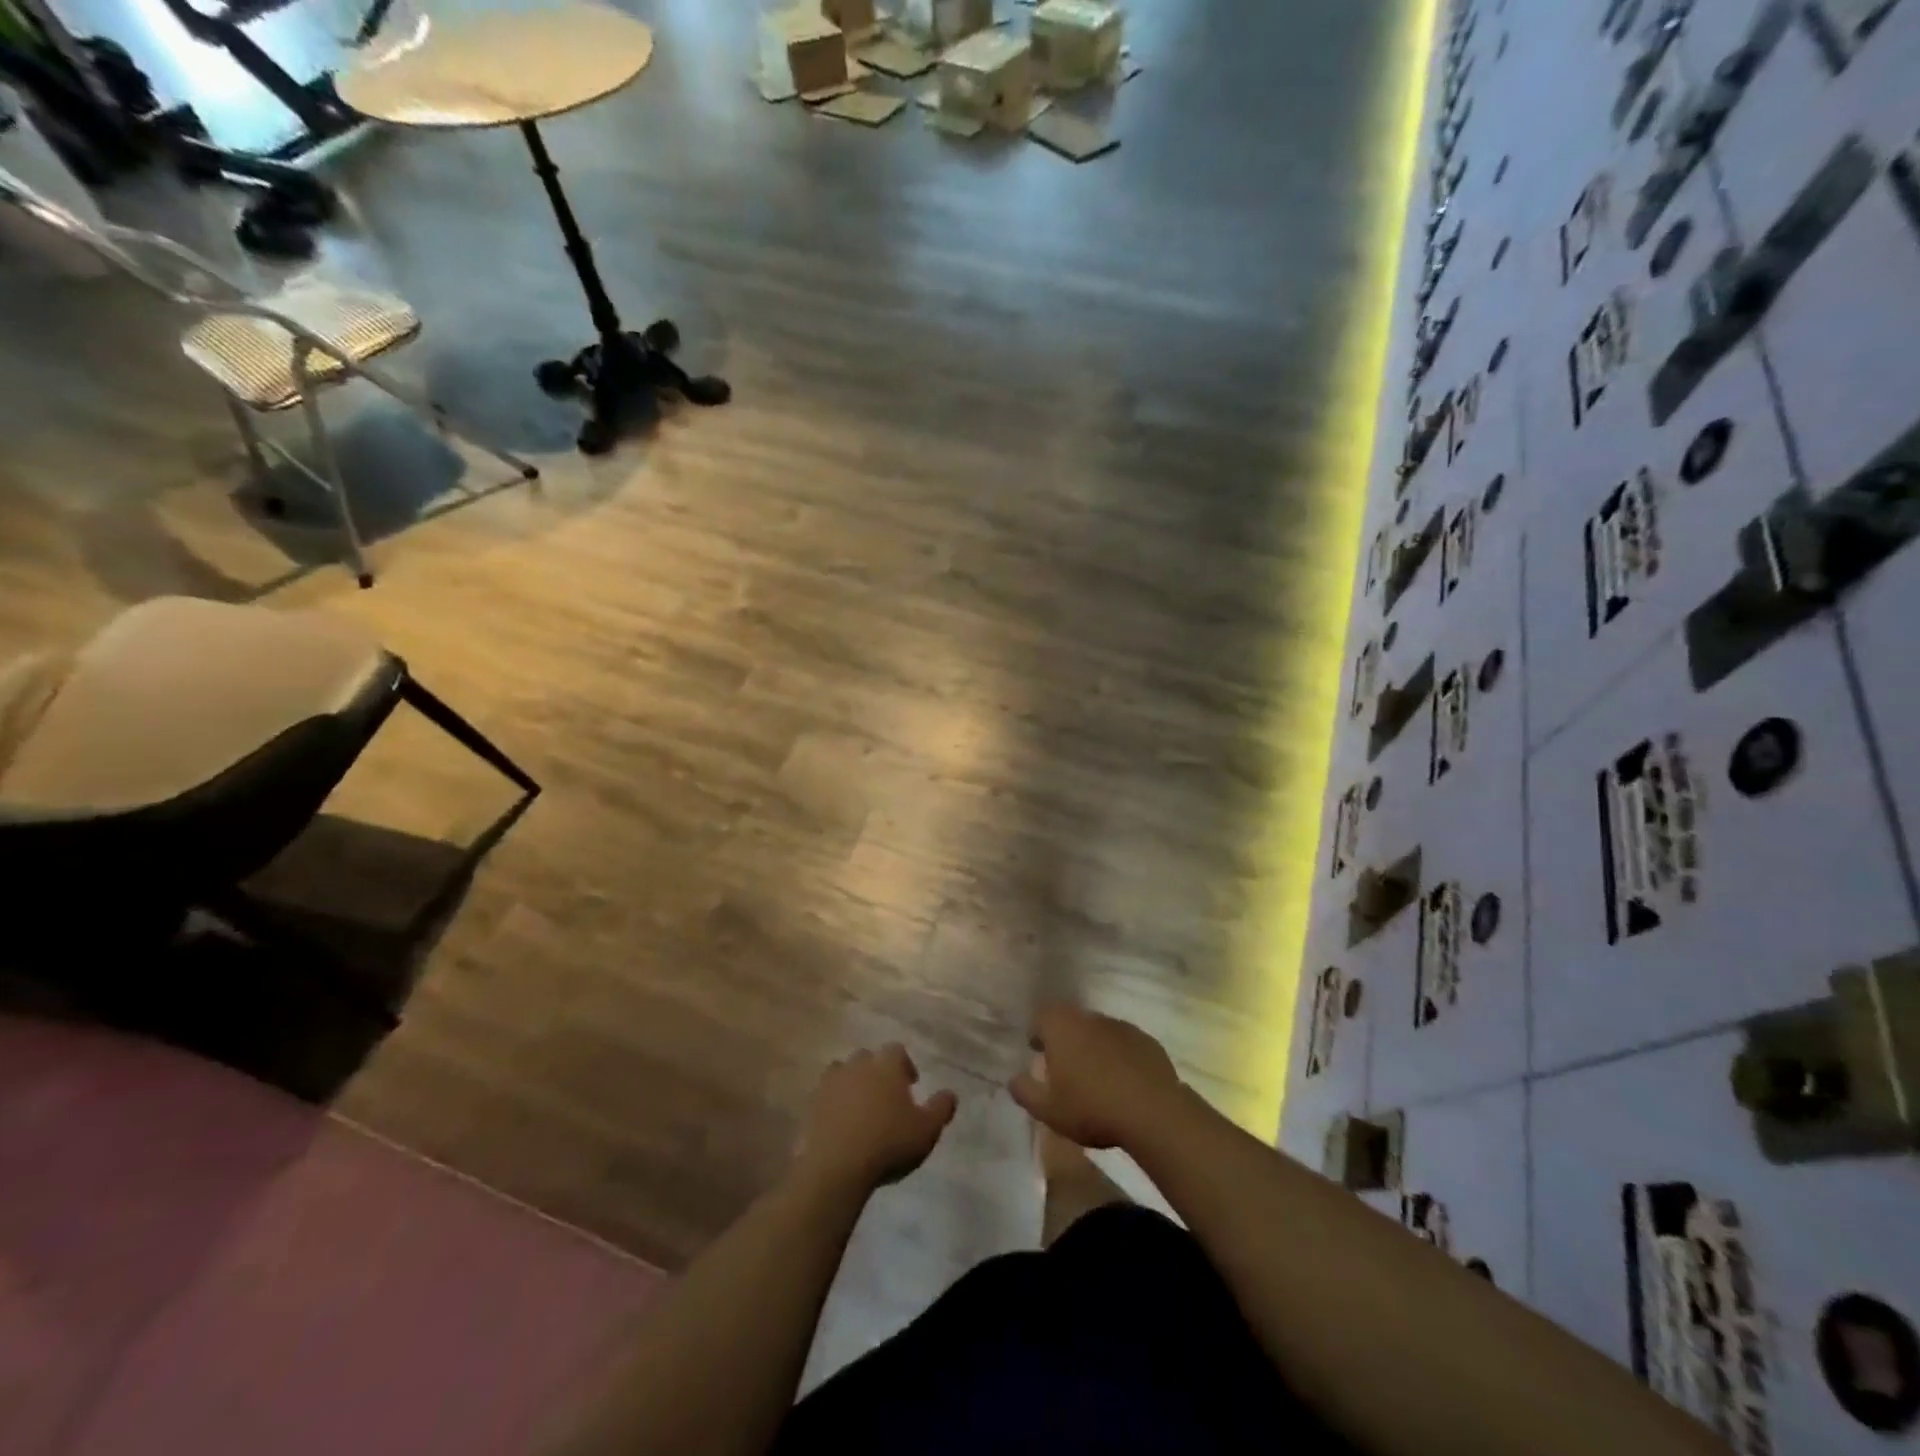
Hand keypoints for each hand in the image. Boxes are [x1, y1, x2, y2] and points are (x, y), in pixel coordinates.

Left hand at [795, 1044, 957, 1192]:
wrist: (837, 1166)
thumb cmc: (888, 1143)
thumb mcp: (927, 1130)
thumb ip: (941, 1108)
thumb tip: (951, 1093)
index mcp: (886, 1066)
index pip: (897, 1051)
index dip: (905, 1065)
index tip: (911, 1084)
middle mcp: (858, 1065)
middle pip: (868, 1057)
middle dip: (877, 1071)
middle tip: (886, 1095)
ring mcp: (832, 1083)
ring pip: (843, 1071)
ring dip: (852, 1082)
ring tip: (860, 1106)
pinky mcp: (812, 1104)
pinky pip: (825, 1095)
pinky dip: (833, 1102)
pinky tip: (840, 1122)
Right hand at [1009, 1004, 1184, 1151]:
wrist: (1152, 1112)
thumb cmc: (1091, 1108)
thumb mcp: (1049, 1110)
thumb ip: (1026, 1092)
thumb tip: (1013, 1079)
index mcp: (1062, 1027)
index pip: (1042, 1016)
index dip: (1038, 1031)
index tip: (1036, 1049)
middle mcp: (1090, 1018)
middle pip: (1071, 1020)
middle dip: (1065, 1038)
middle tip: (1062, 1065)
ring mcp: (1121, 1026)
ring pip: (1098, 1031)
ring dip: (1092, 1046)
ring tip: (1093, 1076)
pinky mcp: (1147, 1040)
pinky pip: (1124, 1043)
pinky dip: (1118, 1055)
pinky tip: (1122, 1081)